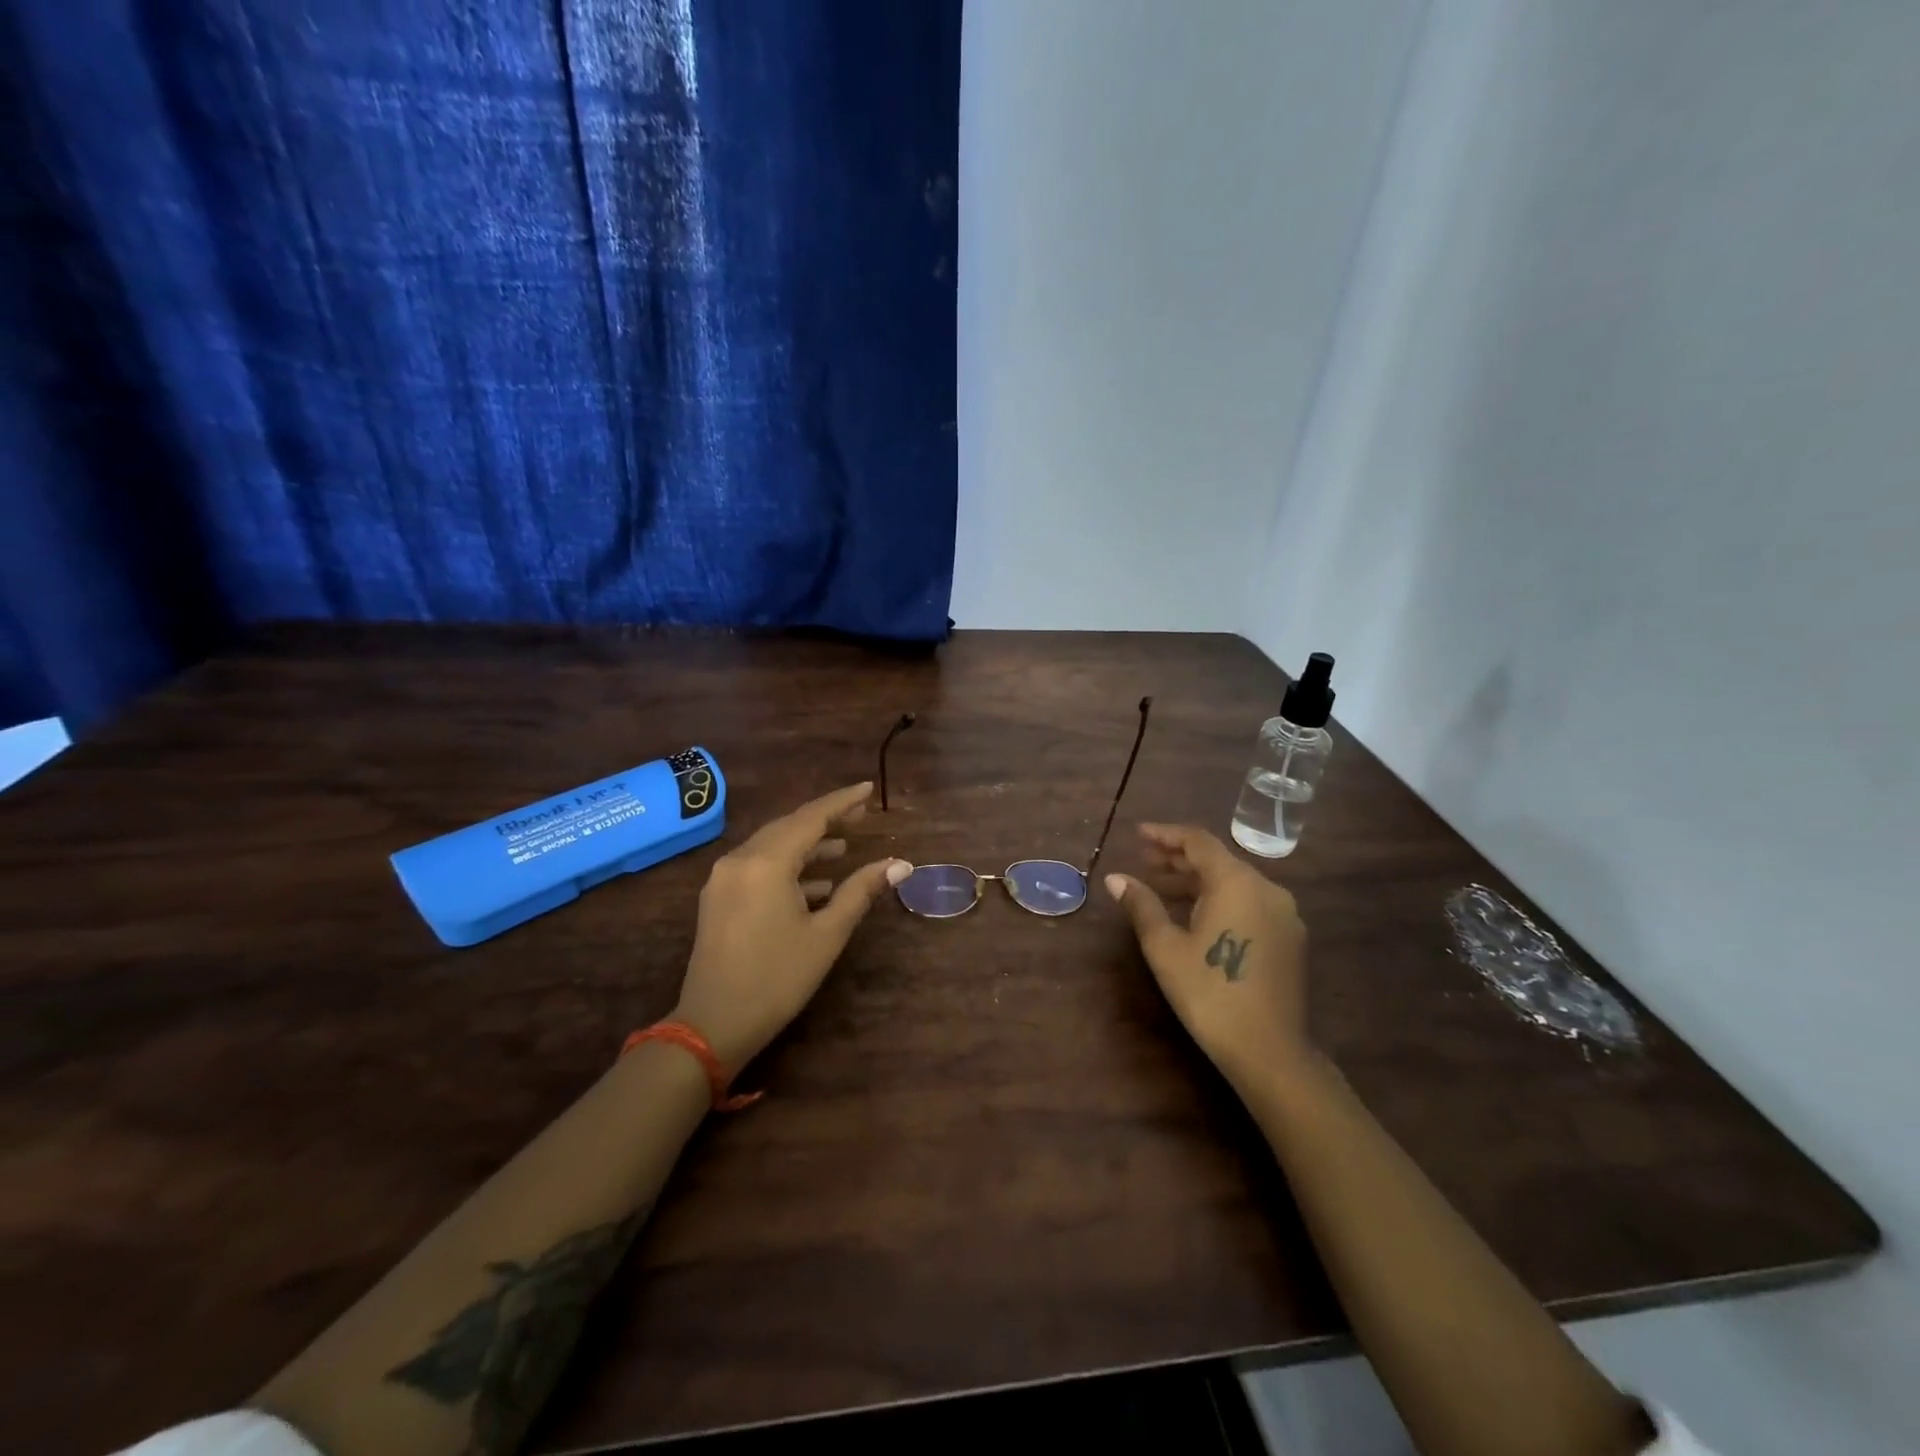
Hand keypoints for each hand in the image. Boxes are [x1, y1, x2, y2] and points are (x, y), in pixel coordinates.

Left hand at [673, 782, 911, 1073]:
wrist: (713, 1026)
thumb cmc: (777, 979)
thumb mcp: (826, 935)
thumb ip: (861, 891)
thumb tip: (899, 865)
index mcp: (766, 863)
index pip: (811, 818)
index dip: (842, 802)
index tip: (867, 790)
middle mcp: (740, 860)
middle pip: (789, 826)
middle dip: (825, 820)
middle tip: (861, 816)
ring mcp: (724, 879)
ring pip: (772, 846)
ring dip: (807, 845)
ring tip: (844, 849)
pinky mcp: (718, 898)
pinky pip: (758, 867)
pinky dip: (787, 868)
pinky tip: (816, 885)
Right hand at [1104, 823, 1312, 1088]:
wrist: (1270, 1051)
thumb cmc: (1209, 993)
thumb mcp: (1165, 947)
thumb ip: (1142, 905)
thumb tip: (1115, 878)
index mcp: (1236, 882)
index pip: (1198, 841)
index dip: (1165, 834)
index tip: (1138, 834)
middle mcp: (1266, 888)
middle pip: (1218, 859)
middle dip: (1179, 857)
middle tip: (1144, 861)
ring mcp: (1284, 914)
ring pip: (1235, 882)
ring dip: (1198, 880)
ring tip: (1163, 887)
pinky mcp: (1290, 937)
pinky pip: (1250, 902)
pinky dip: (1220, 898)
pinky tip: (1197, 915)